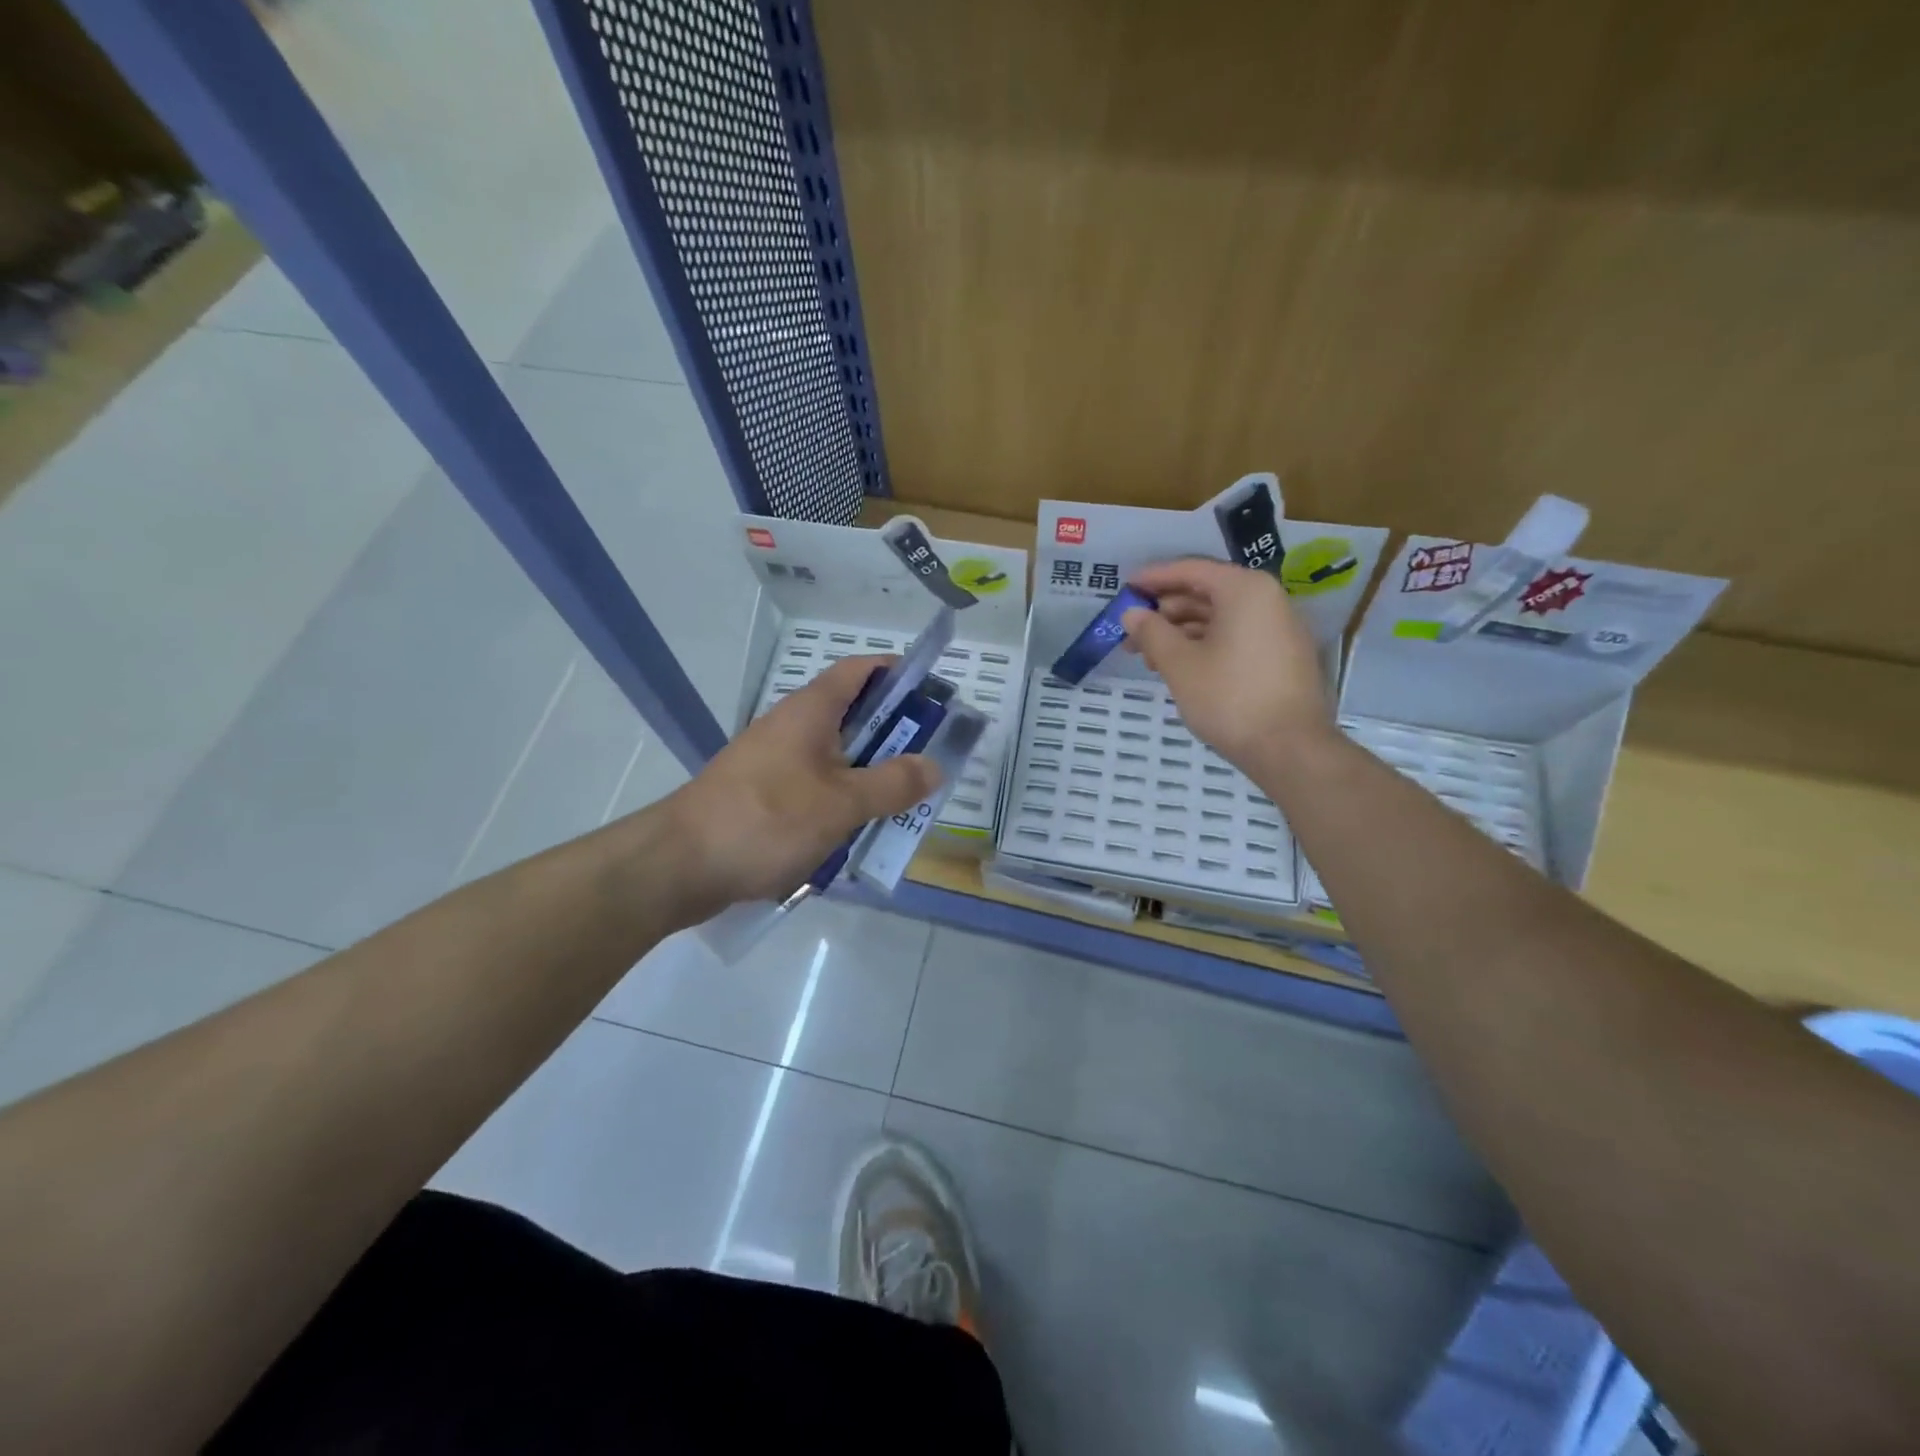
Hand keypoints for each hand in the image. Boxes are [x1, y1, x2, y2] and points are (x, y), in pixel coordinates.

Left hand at [662, 656, 942, 916]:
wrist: (680, 864)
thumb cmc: (766, 820)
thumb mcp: (841, 803)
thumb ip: (893, 784)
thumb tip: (934, 766)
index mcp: (811, 711)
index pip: (861, 670)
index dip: (898, 674)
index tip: (934, 695)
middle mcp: (792, 726)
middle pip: (853, 715)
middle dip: (894, 735)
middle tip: (930, 761)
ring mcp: (774, 761)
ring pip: (835, 756)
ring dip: (869, 774)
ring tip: (903, 802)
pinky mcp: (763, 794)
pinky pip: (814, 786)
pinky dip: (841, 800)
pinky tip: (857, 830)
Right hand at [1122, 557, 1332, 771]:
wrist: (1290, 748)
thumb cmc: (1229, 697)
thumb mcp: (1180, 664)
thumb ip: (1152, 633)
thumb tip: (1132, 614)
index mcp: (1245, 590)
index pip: (1191, 570)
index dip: (1154, 578)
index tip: (1125, 588)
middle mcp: (1268, 599)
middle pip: (1207, 593)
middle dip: (1165, 612)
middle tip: (1131, 633)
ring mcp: (1279, 629)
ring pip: (1221, 619)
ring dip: (1182, 632)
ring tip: (1150, 657)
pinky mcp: (1283, 656)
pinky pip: (1237, 637)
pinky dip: (1206, 645)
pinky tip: (1181, 668)